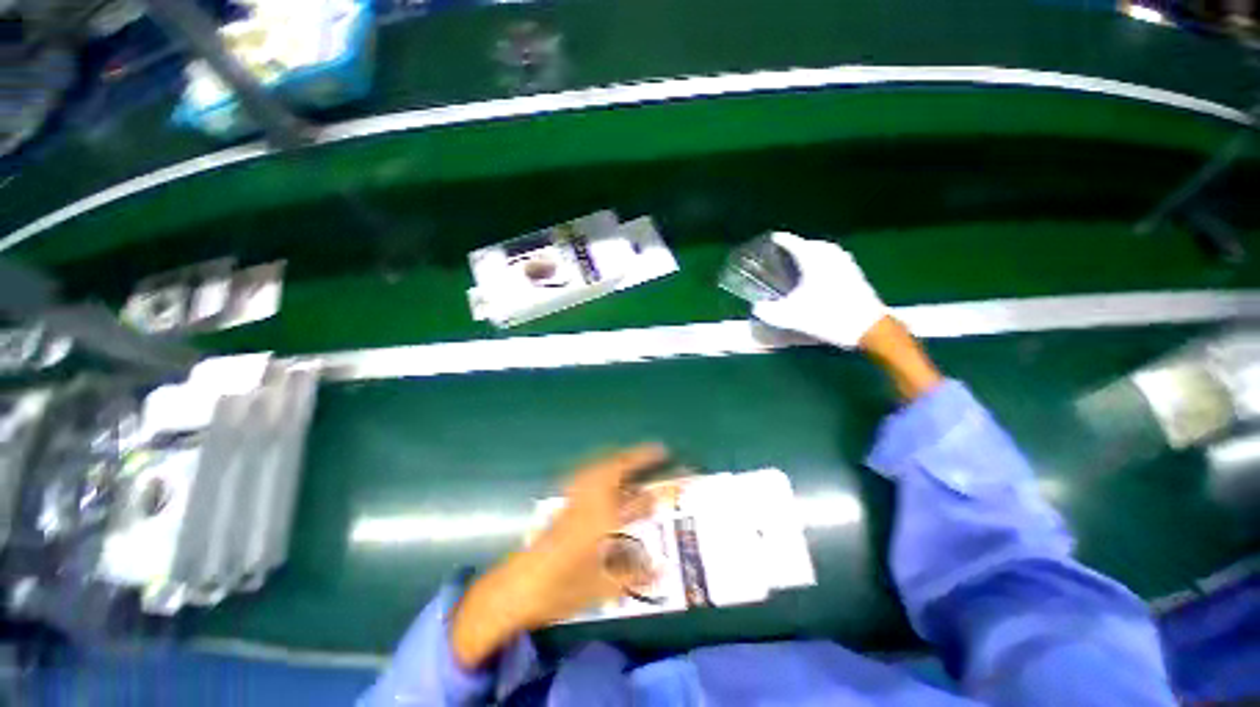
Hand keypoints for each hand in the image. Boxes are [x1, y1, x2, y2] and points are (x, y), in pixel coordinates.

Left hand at [450, 444, 664, 669]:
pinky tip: (605, 472)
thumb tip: (662, 565)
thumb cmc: (564, 587)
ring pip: (600, 466)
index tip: (667, 464)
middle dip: (636, 456)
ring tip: (634, 458)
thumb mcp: (604, 587)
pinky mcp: (565, 501)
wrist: (520, 586)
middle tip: (656, 452)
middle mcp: (591, 500)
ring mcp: (576, 497)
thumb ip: (634, 574)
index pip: (636, 496)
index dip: (653, 482)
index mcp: (605, 519)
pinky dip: (602, 466)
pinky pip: (588, 473)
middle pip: (615, 467)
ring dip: (619, 458)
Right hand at [752, 232, 886, 348]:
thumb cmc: (829, 317)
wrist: (869, 328)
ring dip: (812, 251)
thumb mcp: (793, 317)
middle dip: (797, 245)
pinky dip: (824, 260)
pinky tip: (820, 272)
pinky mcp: (856, 274)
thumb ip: (771, 312)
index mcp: (815, 261)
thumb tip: (757, 307)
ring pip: (825, 250)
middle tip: (784, 252)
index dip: (782, 240)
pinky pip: (835, 258)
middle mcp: (831, 257)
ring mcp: (847, 264)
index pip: (795, 243)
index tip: (772, 238)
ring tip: (801, 260)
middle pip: (811, 244)